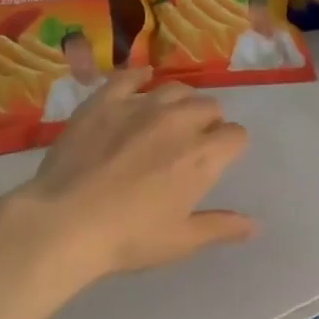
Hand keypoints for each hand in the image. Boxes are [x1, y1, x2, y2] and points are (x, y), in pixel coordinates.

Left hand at [16, 68, 255, 286]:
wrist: (64, 223)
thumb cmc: (128, 237)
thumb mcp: (181, 241)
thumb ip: (220, 227)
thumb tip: (255, 225)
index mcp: (203, 156)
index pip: (236, 135)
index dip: (230, 147)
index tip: (217, 160)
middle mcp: (179, 122)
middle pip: (209, 106)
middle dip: (208, 122)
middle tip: (191, 144)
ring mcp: (140, 107)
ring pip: (175, 89)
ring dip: (181, 102)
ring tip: (169, 118)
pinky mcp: (105, 101)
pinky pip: (130, 77)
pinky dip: (140, 78)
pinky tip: (141, 82)